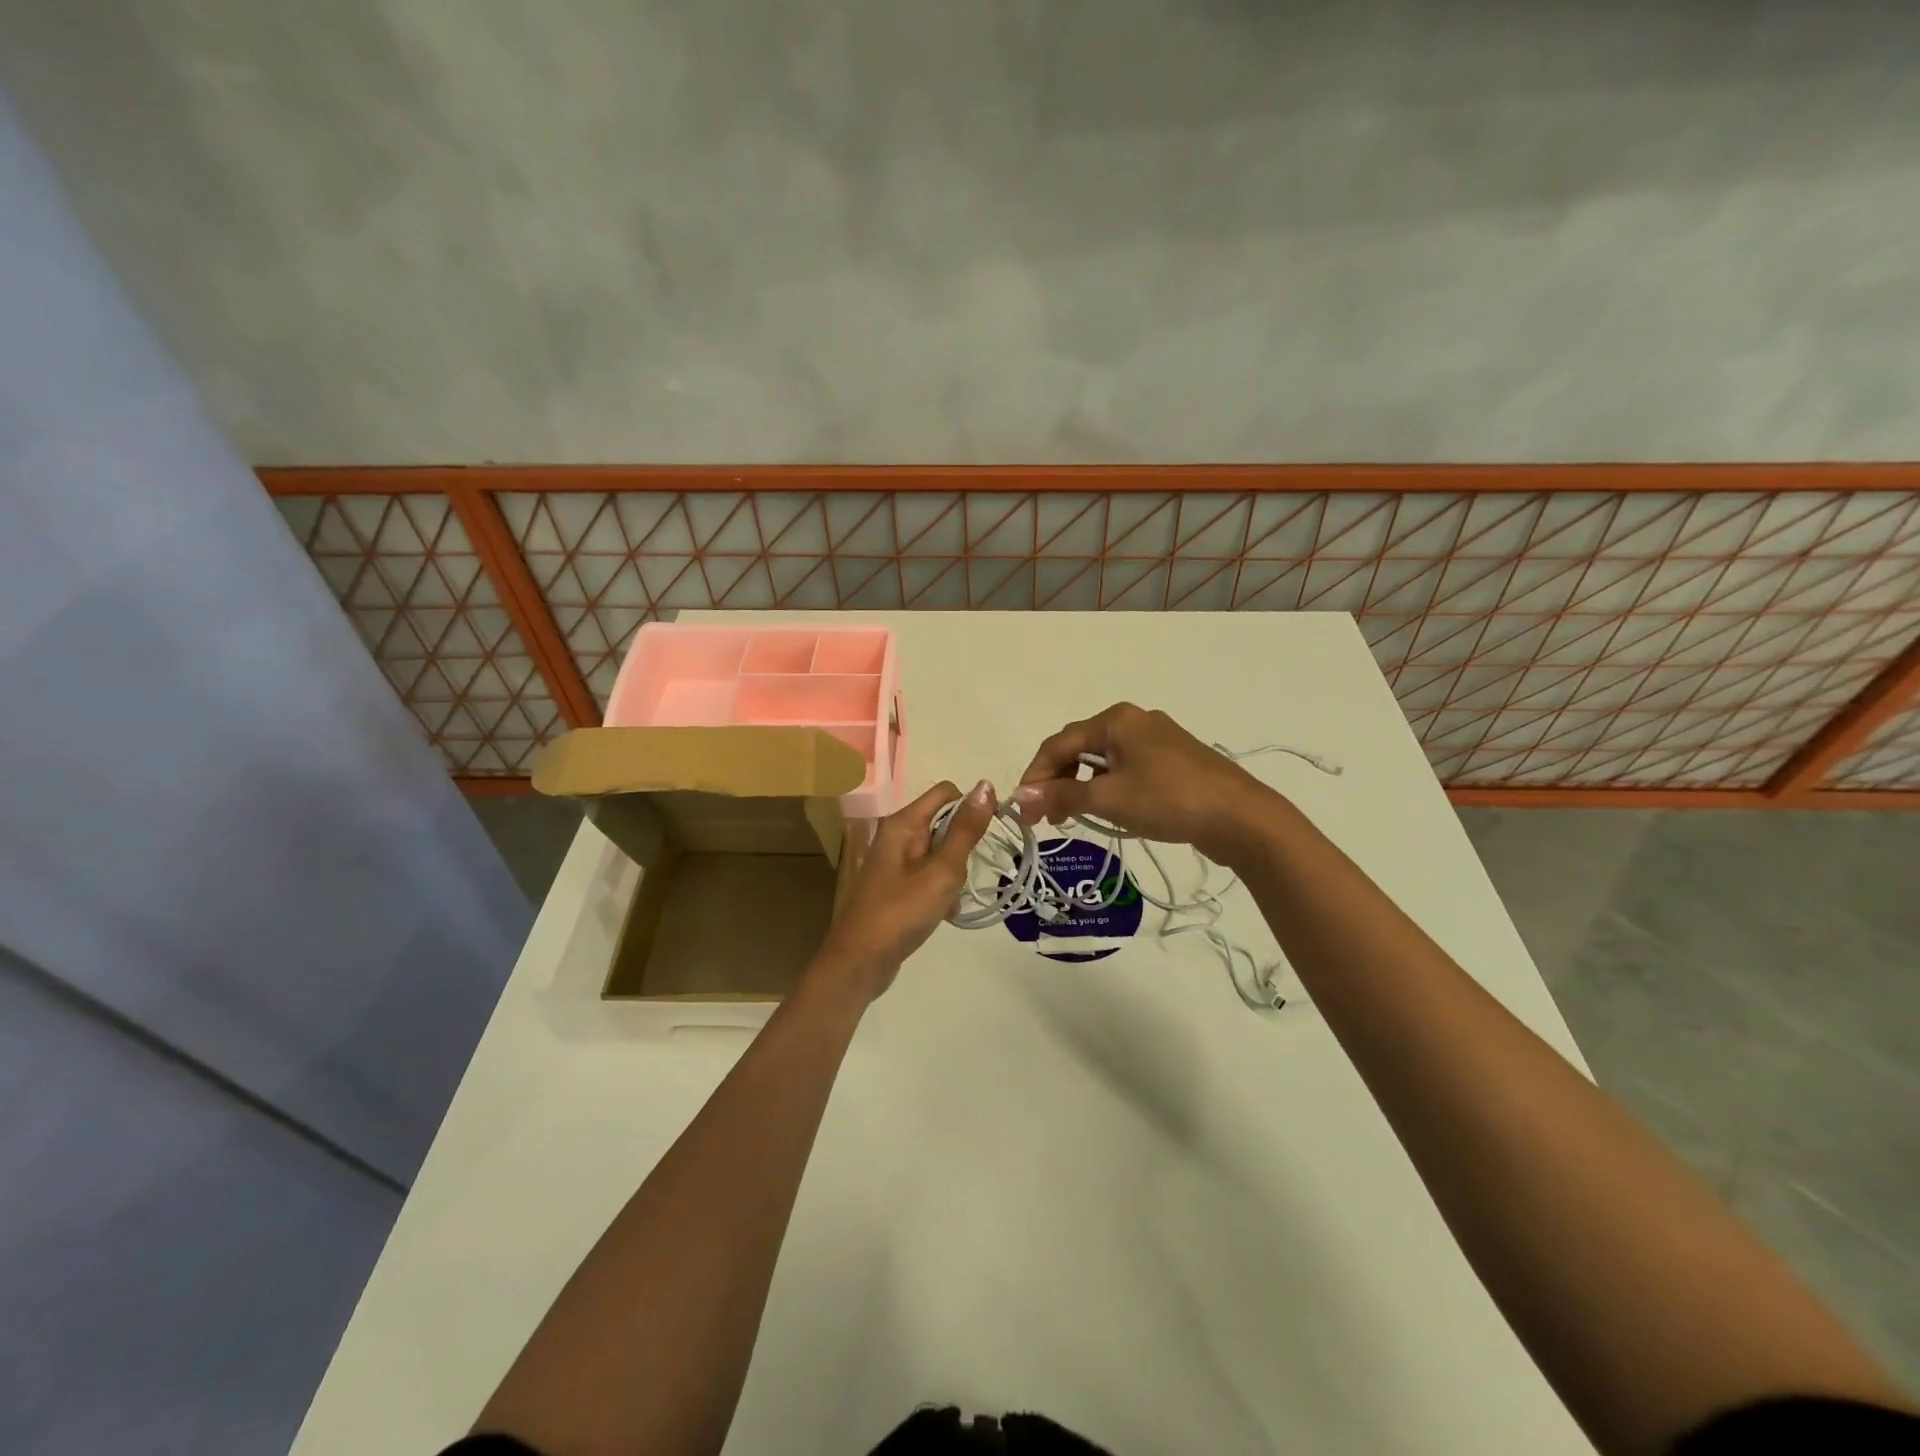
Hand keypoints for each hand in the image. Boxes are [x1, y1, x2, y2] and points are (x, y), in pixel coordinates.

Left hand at [811, 779, 995, 1000]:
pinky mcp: (895, 886)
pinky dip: (941, 889)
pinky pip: (928, 875)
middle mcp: (896, 835)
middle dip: (962, 846)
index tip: (987, 837)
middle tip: (963, 875)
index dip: (971, 807)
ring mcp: (893, 862)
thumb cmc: (901, 912)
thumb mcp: (942, 870)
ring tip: (952, 898)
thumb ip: (966, 829)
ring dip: (953, 872)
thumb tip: (986, 785)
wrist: (860, 962)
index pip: (946, 792)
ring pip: (939, 852)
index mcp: (903, 823)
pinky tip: (945, 912)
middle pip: (943, 822)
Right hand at [1013, 703, 1277, 862]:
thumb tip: (1020, 797)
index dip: (1035, 776)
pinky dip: (1107, 788)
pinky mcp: (1173, 761)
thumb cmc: (1169, 800)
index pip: (1059, 743)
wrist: (1240, 817)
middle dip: (1056, 781)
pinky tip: (1106, 810)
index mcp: (1116, 720)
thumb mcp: (1109, 799)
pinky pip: (1126, 769)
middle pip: (1079, 748)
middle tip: (1044, 818)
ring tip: (1071, 818)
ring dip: (1080, 787)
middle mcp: (1134, 720)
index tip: (1023, 810)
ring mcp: (1157, 740)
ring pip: (1103, 760)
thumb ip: (1062, 796)